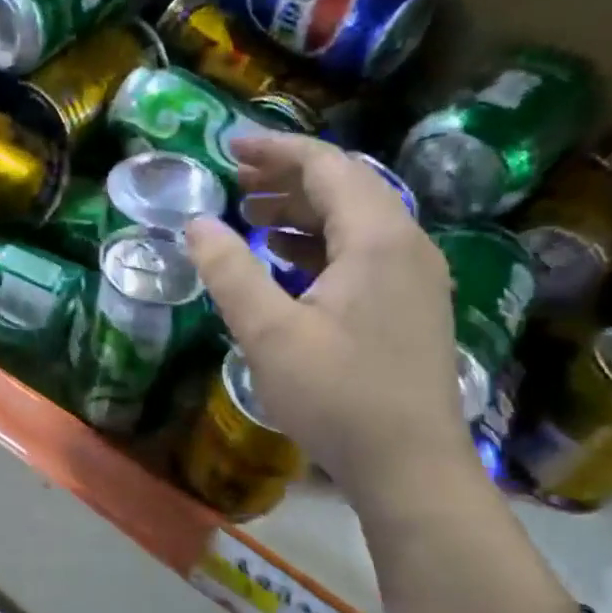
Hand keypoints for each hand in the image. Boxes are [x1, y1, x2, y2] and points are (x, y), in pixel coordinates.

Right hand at [185, 134, 474, 506]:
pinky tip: (286, 261)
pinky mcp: (410, 307)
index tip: (228, 147)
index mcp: (377, 238)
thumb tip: (197, 223)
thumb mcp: (269, 333)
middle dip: (287, 177)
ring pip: (356, 221)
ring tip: (252, 214)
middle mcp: (406, 245)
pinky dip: (320, 244)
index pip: (327, 167)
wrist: (409, 464)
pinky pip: (363, 253)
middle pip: (346, 187)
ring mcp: (414, 277)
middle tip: (234, 180)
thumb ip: (230, 271)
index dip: (276, 150)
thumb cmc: (337, 395)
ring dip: (303, 210)